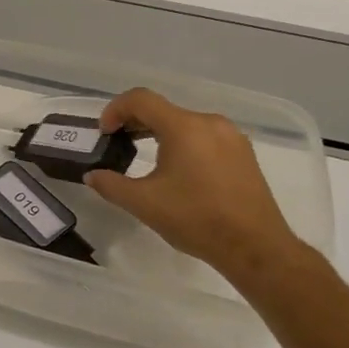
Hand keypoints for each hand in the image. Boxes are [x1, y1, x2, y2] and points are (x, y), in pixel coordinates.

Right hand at [85, 87, 306, 280]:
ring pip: (185, 123)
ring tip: (143, 155)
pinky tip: (176, 170)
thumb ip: (110, 185)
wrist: (256, 247)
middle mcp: (210, 124)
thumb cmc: (196, 219)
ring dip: (158, 132)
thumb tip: (92, 175)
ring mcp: (231, 138)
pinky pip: (204, 136)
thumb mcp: (143, 203)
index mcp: (184, 128)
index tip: (104, 133)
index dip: (115, 110)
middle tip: (117, 143)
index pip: (140, 99)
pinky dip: (182, 143)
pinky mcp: (243, 154)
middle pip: (163, 109)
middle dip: (134, 122)